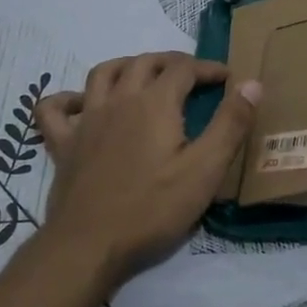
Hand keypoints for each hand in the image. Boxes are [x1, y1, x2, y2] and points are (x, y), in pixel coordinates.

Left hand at [36, 52, 260, 282]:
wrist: (89, 245)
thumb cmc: (153, 209)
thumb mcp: (205, 170)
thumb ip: (230, 124)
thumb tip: (251, 83)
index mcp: (155, 103)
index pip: (184, 68)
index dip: (208, 68)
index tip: (227, 78)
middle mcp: (118, 100)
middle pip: (144, 62)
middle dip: (171, 61)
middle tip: (191, 75)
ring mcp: (86, 120)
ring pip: (102, 73)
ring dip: (126, 65)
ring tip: (143, 75)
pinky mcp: (62, 144)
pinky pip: (55, 108)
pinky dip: (68, 98)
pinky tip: (81, 104)